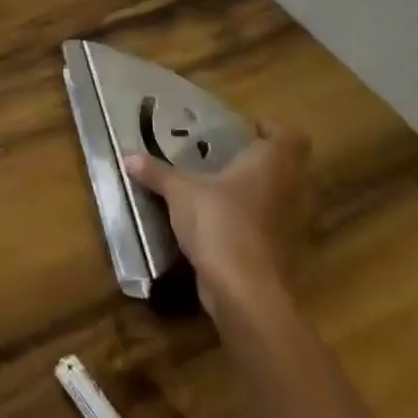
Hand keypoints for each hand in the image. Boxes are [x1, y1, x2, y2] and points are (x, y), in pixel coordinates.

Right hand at [125, 120, 312, 313]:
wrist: (243, 288)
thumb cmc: (219, 221)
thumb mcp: (180, 191)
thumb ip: (157, 172)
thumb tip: (128, 156)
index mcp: (271, 164)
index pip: (290, 136)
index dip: (272, 129)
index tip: (247, 129)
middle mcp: (289, 189)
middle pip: (290, 166)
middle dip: (263, 159)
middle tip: (230, 154)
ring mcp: (290, 223)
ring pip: (281, 196)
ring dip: (259, 190)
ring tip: (223, 185)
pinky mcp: (282, 251)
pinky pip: (271, 224)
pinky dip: (254, 219)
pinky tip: (223, 219)